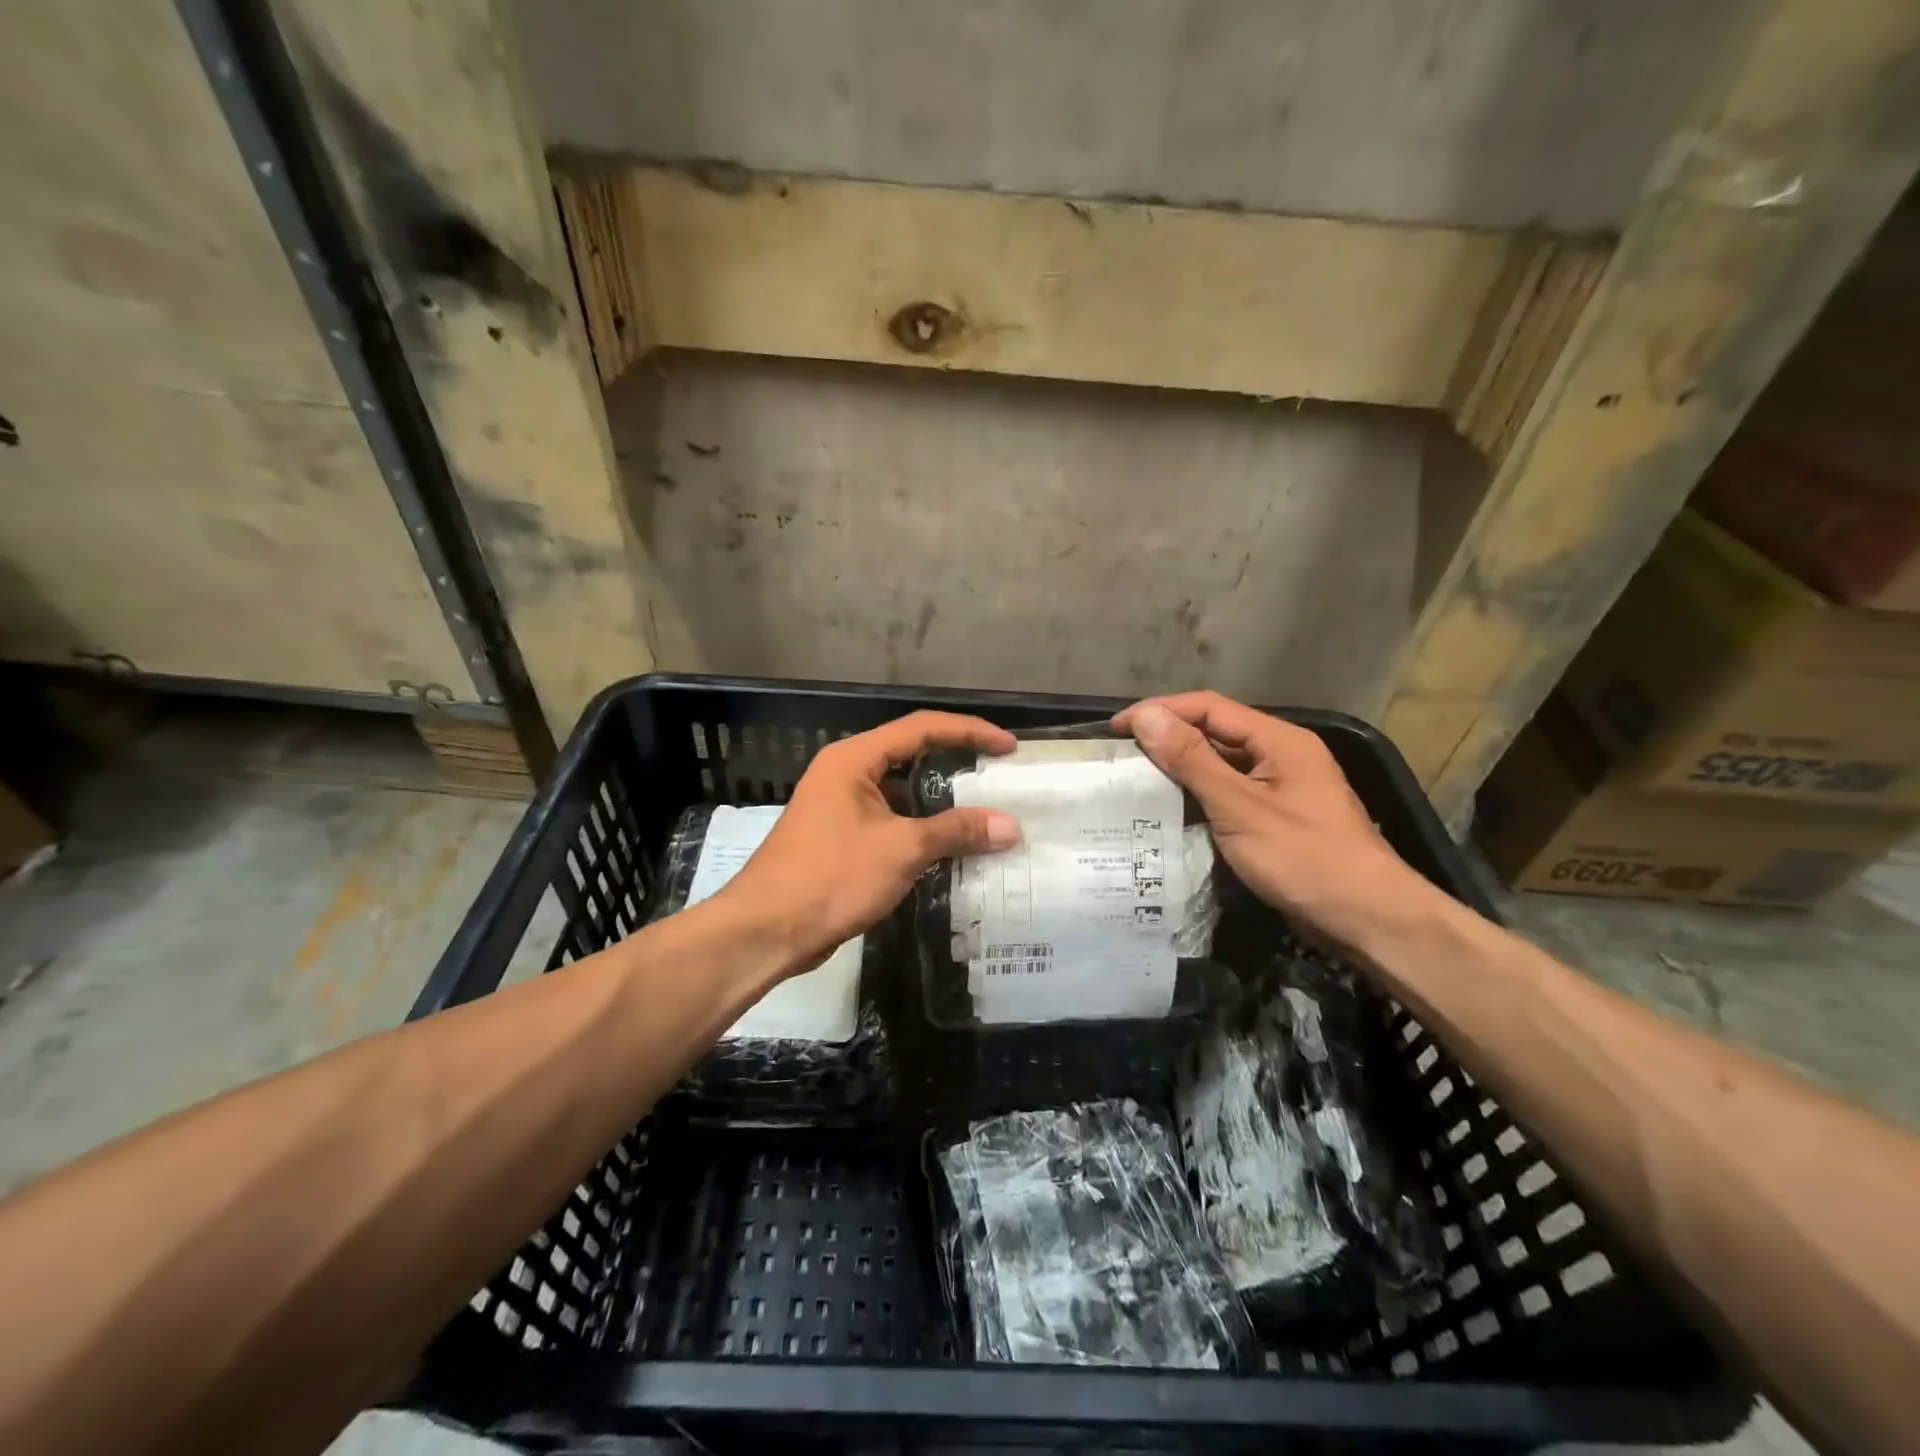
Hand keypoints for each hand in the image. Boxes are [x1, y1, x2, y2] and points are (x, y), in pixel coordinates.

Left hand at [719, 711, 1019, 974]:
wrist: (766, 931)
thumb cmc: (831, 877)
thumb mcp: (901, 850)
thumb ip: (956, 832)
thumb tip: (1010, 826)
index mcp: (854, 759)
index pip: (922, 728)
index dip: (970, 732)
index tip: (1009, 748)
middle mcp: (846, 773)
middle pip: (912, 754)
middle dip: (958, 763)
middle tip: (1000, 776)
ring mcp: (841, 807)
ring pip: (902, 792)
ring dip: (942, 802)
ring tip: (986, 813)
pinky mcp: (841, 839)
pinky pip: (892, 821)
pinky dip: (923, 829)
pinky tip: (951, 848)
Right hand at [1114, 691, 1438, 949]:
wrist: (1369, 920)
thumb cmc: (1305, 859)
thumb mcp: (1240, 808)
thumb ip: (1192, 760)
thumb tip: (1147, 717)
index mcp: (1280, 741)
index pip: (1209, 708)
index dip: (1160, 712)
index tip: (1117, 729)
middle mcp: (1283, 755)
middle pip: (1216, 732)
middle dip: (1168, 738)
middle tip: (1122, 757)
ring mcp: (1283, 788)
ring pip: (1222, 765)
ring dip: (1181, 769)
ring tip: (1135, 781)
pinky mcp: (1279, 818)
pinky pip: (1231, 794)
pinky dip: (1199, 797)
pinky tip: (1170, 812)